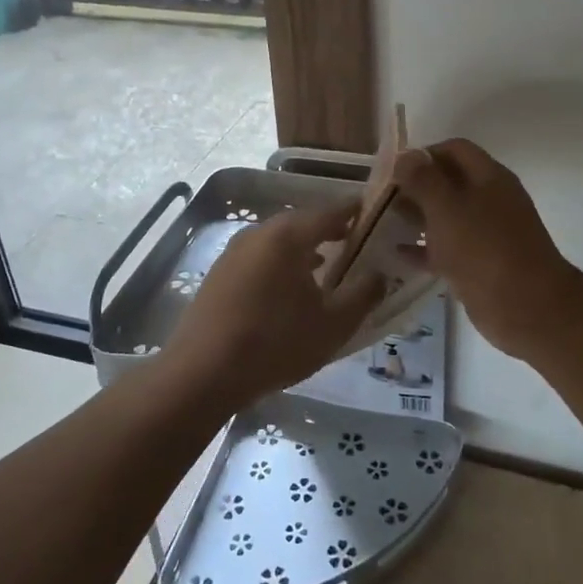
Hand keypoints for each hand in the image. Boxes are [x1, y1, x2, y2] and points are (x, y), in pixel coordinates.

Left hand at [164, 202, 385, 405]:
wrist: (203, 372)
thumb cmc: (276, 343)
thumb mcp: (333, 325)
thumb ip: (363, 295)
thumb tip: (380, 274)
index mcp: (288, 236)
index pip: (330, 211)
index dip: (353, 211)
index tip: (372, 212)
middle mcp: (259, 233)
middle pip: (301, 223)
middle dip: (327, 229)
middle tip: (352, 239)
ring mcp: (233, 252)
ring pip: (277, 241)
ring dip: (302, 248)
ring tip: (324, 264)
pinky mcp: (218, 274)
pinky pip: (259, 258)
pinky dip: (279, 263)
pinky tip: (287, 288)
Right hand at [392, 139, 582, 360]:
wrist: (526, 308)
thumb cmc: (484, 250)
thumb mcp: (447, 208)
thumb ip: (423, 179)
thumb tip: (405, 155)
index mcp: (489, 177)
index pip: (454, 149)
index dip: (423, 153)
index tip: (392, 169)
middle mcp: (490, 200)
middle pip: (449, 182)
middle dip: (416, 186)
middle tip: (381, 197)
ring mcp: (487, 234)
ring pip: (447, 216)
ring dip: (417, 216)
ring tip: (383, 221)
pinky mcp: (480, 264)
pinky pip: (447, 248)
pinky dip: (424, 248)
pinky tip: (396, 254)